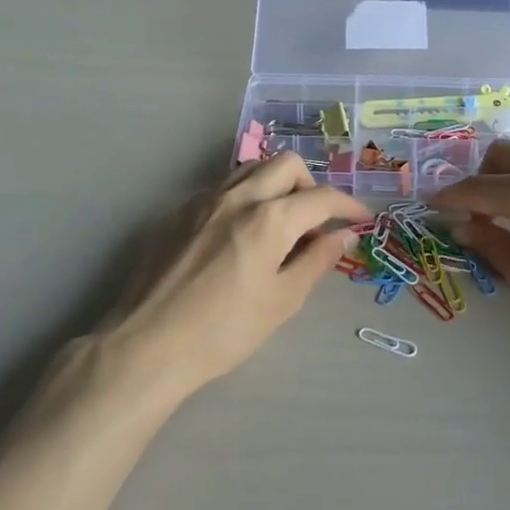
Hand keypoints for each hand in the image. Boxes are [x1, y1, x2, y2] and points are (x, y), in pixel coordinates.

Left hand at [102, 154, 366, 399]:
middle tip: (316, 221)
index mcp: (269, 218)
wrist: (149, 343)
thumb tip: (343, 236)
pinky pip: (223, 187)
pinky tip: (241, 233)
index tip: (360, 220)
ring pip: (251, 169)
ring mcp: (203, 200)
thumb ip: (316, 261)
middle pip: (286, 165)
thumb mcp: (282, 301)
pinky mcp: (179, 213)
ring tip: (281, 223)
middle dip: (311, 185)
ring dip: (277, 184)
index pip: (321, 197)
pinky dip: (246, 196)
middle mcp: (238, 196)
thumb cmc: (224, 331)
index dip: (348, 206)